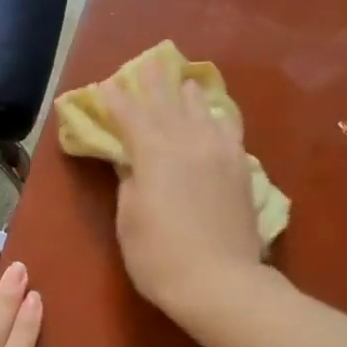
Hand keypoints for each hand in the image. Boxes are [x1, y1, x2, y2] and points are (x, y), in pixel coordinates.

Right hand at [103, 59, 264, 321]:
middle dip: (153, 84)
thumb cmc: (159, 256)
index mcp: (154, 152)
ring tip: (182, 81)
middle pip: (168, 104)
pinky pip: (229, 130)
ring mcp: (220, 152)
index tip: (105, 87)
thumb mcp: (129, 219)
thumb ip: (130, 181)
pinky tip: (217, 114)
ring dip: (188, 94)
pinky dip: (218, 116)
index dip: (116, 101)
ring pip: (202, 111)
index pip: (131, 116)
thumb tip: (132, 160)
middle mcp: (188, 141)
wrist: (219, 282)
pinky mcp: (241, 169)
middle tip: (145, 64)